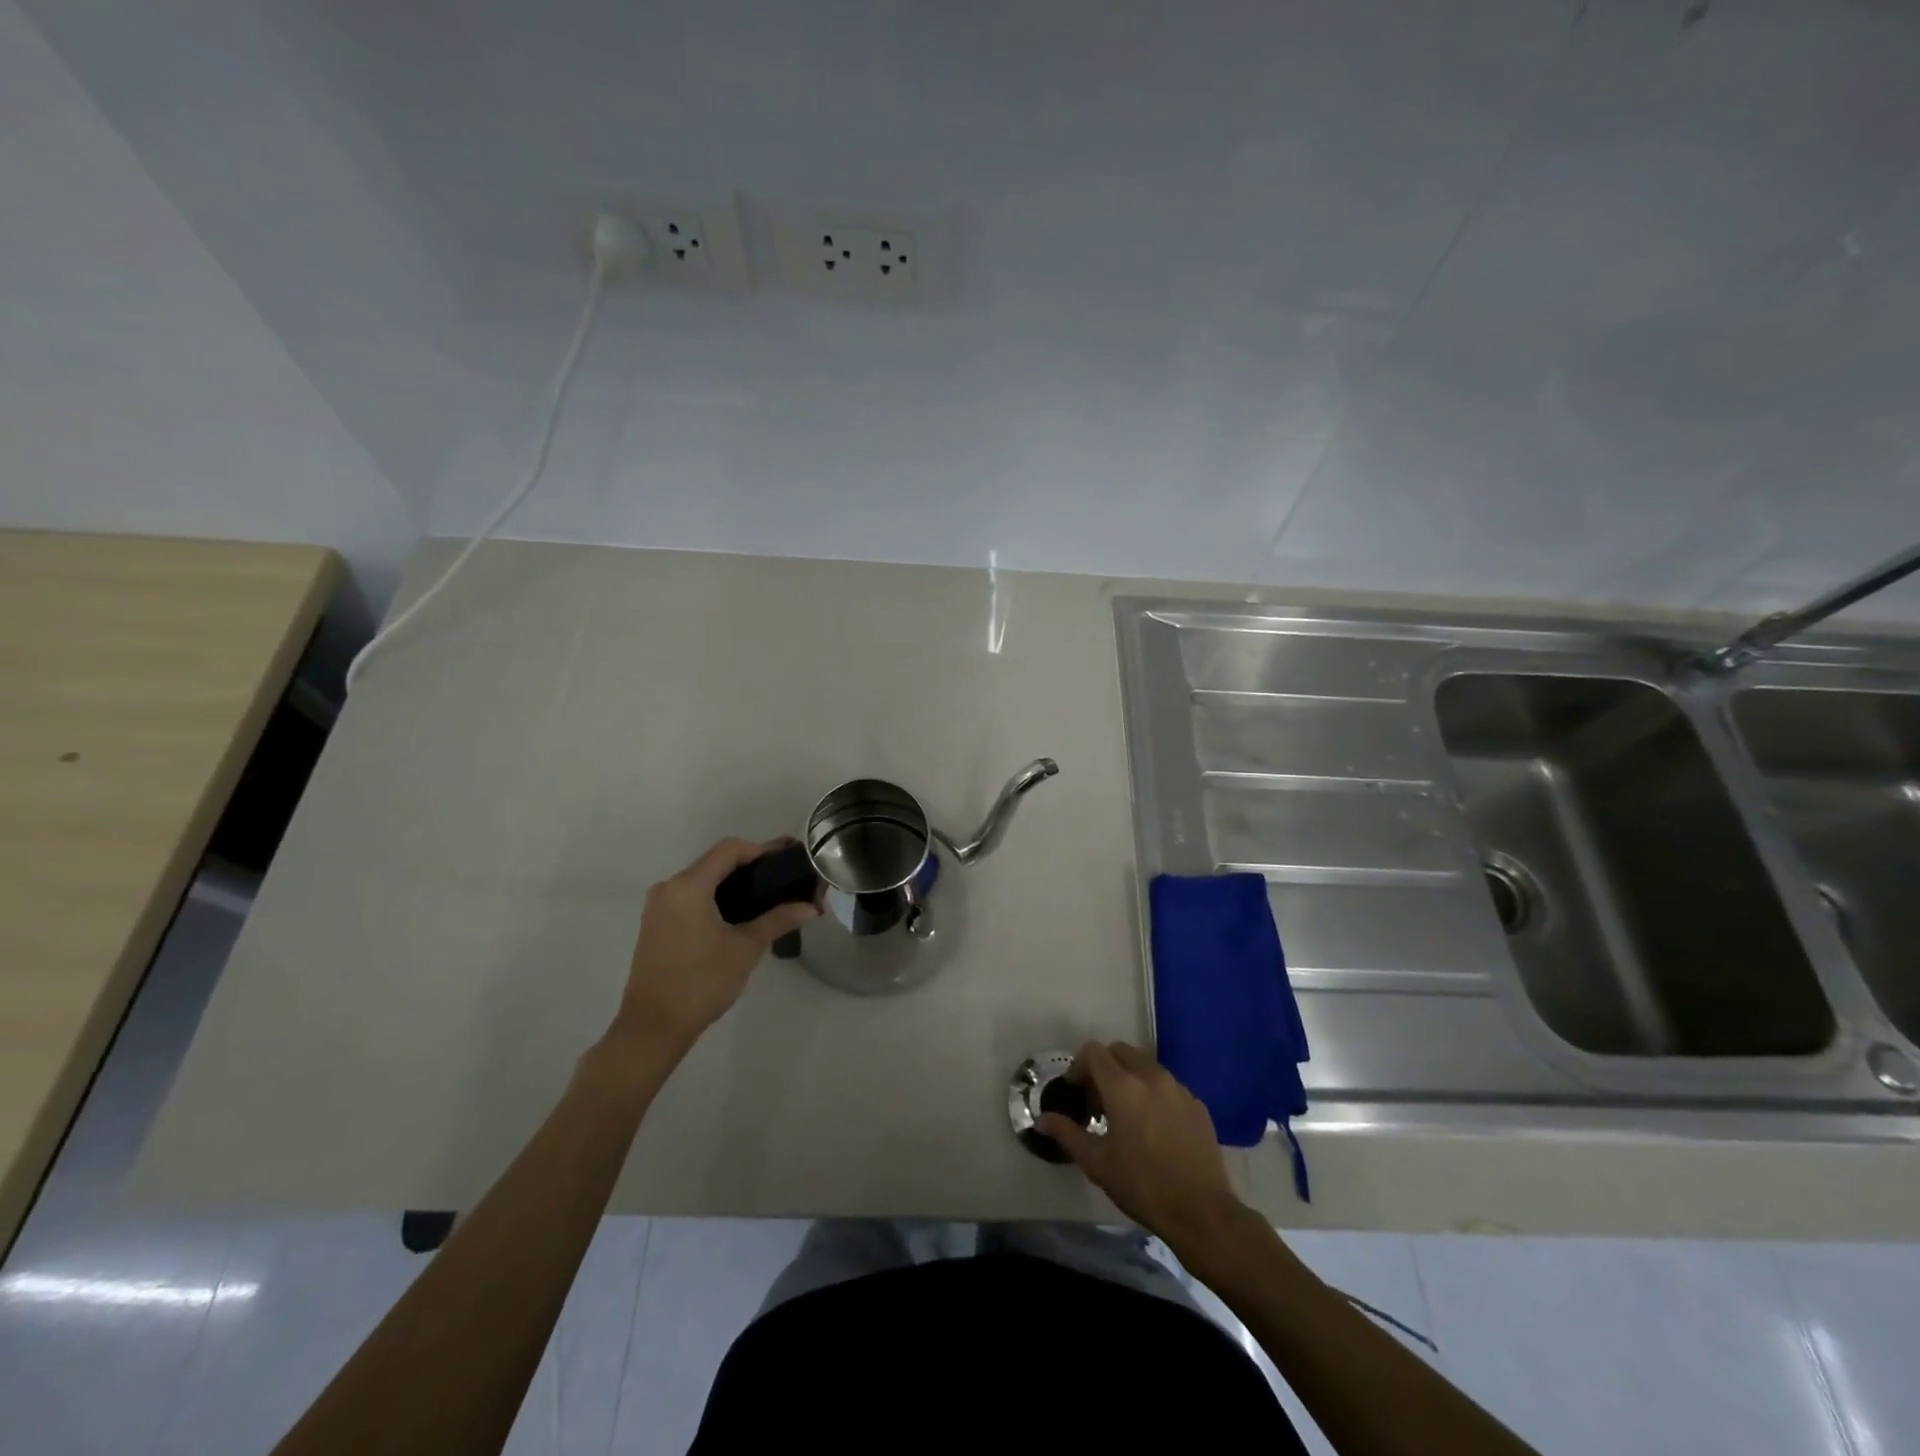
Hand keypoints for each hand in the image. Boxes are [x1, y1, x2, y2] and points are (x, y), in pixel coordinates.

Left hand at [613, 838, 818, 1054]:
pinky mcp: (655, 924)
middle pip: (715, 862)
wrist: (653, 1027)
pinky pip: (690, 897)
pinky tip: (738, 915)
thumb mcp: (746, 948)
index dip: (761, 849)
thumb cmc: (701, 982)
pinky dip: (715, 898)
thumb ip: (778, 920)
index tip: (787, 861)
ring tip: (767, 897)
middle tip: (783, 879)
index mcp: (688, 886)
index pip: (729, 849)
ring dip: (733, 883)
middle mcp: (669, 888)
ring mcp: (658, 906)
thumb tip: (811, 907)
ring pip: (702, 880)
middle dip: (751, 866)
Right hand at [1039, 1041, 1245, 1245]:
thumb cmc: (1142, 1186)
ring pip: (1145, 1065)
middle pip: (1120, 1051)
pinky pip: (1167, 1085)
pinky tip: (1154, 1127)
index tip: (1075, 1093)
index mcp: (1123, 1086)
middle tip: (1098, 1101)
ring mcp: (1178, 1088)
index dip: (1078, 1067)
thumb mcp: (1097, 1163)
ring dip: (1129, 1077)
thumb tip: (1042, 1120)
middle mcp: (1151, 1076)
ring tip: (1125, 1114)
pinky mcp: (1197, 1104)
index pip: (1093, 1052)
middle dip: (1103, 1067)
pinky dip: (1153, 1093)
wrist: (1202, 1212)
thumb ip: (1067, 1134)